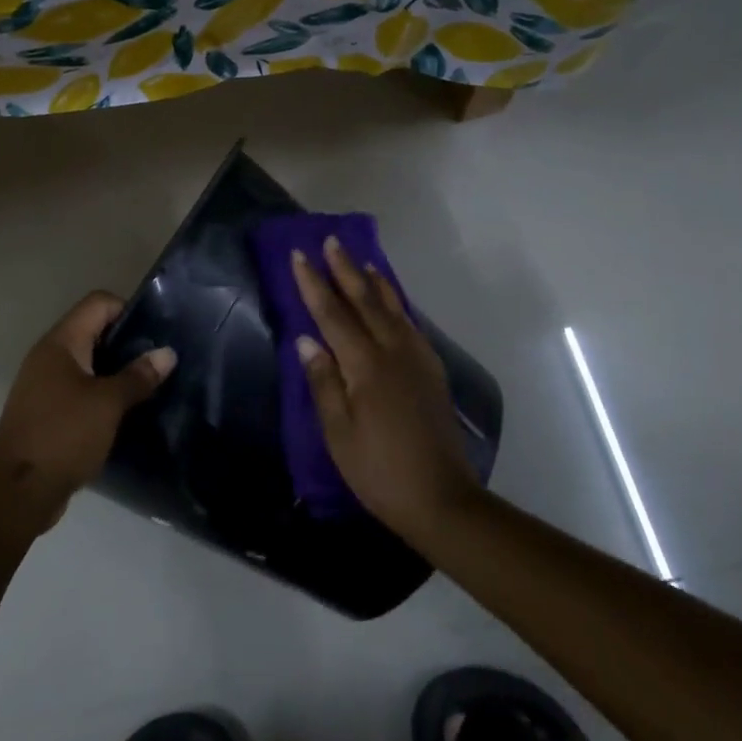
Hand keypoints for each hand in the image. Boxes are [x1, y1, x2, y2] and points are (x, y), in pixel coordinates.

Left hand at [0, 291, 175, 529]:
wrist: (16, 492)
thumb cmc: (63, 435)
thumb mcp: (108, 404)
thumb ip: (138, 376)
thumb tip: (167, 353)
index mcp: (61, 342)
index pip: (98, 303)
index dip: (129, 310)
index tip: (156, 334)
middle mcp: (49, 356)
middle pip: (94, 331)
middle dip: (128, 343)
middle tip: (159, 362)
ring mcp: (45, 385)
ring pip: (88, 363)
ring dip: (117, 372)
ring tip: (149, 387)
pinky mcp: (47, 412)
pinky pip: (80, 390)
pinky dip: (102, 395)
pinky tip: (126, 412)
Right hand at [291, 240, 480, 538]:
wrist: (442, 499)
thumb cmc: (379, 471)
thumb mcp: (338, 433)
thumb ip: (323, 382)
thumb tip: (306, 340)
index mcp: (365, 366)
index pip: (333, 314)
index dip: (314, 284)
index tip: (299, 255)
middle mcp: (394, 352)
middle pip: (365, 301)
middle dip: (345, 270)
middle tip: (331, 241)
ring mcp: (417, 360)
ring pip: (392, 308)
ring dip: (374, 281)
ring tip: (362, 260)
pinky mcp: (432, 372)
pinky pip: (409, 324)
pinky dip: (396, 305)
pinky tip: (391, 304)